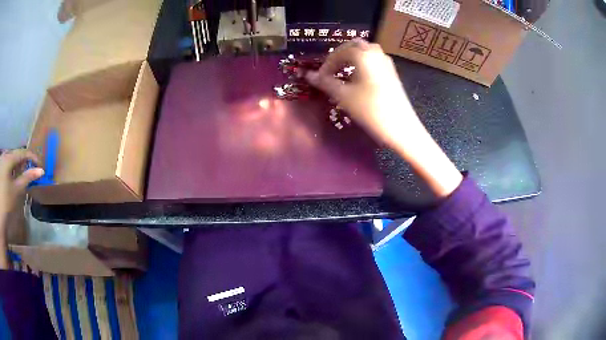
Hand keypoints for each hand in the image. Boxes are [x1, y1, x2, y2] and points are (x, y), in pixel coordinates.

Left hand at [0, 149, 43, 219]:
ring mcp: (1, 160)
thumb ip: (27, 178)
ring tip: (22, 174)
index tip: (39, 165)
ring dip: (17, 165)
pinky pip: (7, 162)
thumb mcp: (16, 190)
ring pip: (11, 158)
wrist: (1, 212)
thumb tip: (41, 171)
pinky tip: (13, 176)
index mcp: (9, 158)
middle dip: (23, 161)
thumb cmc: (7, 201)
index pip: (22, 152)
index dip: (31, 157)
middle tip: (30, 170)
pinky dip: (12, 167)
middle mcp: (5, 155)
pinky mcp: (0, 167)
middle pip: (16, 154)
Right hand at [306, 39, 462, 197]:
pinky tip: (358, 80)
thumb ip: (325, 83)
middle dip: (339, 56)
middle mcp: (376, 53)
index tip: (320, 78)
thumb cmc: (371, 110)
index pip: (339, 51)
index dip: (327, 64)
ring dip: (351, 59)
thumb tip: (309, 75)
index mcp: (363, 55)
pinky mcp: (392, 73)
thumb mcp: (344, 96)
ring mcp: (386, 62)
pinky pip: (373, 60)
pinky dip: (362, 64)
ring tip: (342, 74)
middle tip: (330, 71)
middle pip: (353, 46)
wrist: (402, 128)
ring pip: (365, 52)